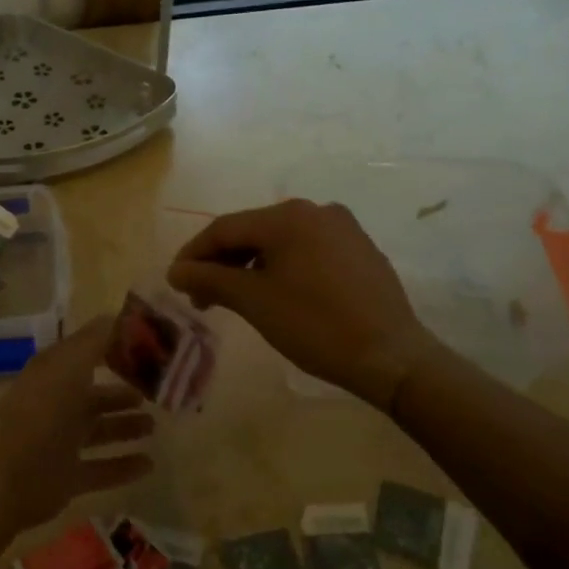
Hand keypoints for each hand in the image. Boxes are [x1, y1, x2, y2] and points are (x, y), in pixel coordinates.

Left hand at [0, 317, 154, 529]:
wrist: (7, 471)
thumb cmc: (43, 407)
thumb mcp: (72, 362)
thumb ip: (97, 339)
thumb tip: (120, 316)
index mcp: (55, 373)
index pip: (86, 355)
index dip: (112, 350)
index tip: (146, 350)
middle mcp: (57, 404)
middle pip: (93, 396)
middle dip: (121, 394)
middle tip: (154, 392)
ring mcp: (60, 443)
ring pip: (99, 431)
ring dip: (124, 427)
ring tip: (154, 425)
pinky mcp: (65, 479)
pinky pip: (101, 470)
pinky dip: (123, 466)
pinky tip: (149, 464)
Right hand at [167, 200, 441, 408]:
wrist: (393, 357)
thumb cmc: (316, 325)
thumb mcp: (254, 302)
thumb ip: (210, 280)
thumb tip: (176, 271)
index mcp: (287, 216)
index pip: (225, 228)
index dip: (194, 254)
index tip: (176, 281)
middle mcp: (316, 211)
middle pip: (253, 232)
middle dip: (223, 263)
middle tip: (202, 297)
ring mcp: (343, 229)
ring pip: (281, 242)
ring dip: (252, 267)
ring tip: (236, 299)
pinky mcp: (360, 250)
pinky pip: (308, 251)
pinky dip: (283, 268)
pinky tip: (278, 295)